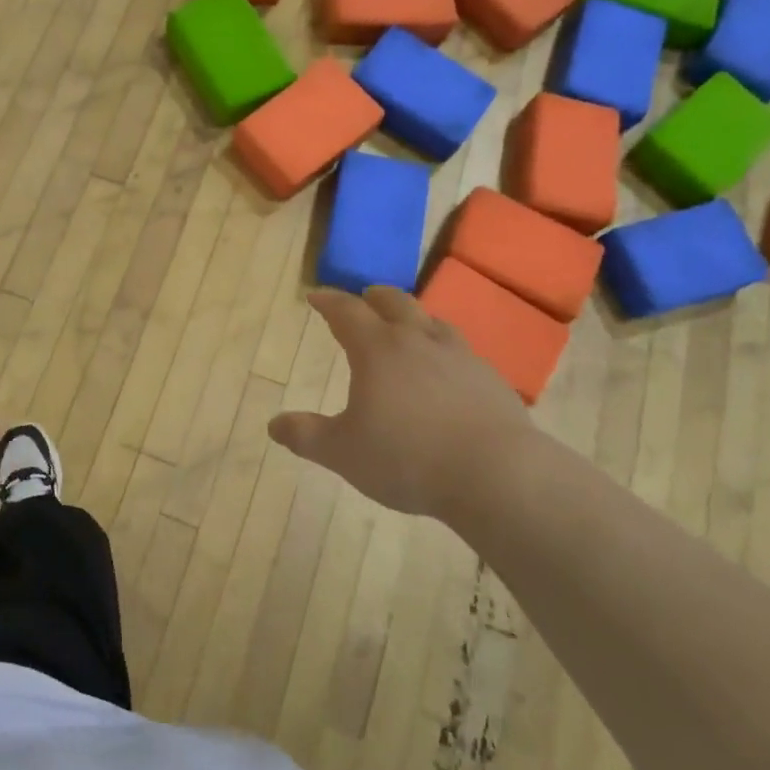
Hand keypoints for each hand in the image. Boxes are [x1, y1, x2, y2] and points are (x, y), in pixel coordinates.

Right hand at [268, 287, 538, 522]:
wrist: (496, 474)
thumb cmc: (406, 458)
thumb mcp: (342, 452)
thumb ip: (306, 435)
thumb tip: (273, 425)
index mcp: (378, 350)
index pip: (347, 312)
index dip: (329, 301)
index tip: (316, 296)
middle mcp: (419, 341)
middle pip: (395, 303)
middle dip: (375, 297)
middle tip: (365, 296)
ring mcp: (460, 357)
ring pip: (433, 322)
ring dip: (414, 317)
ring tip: (408, 326)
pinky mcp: (490, 379)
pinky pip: (460, 351)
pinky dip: (443, 349)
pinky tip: (446, 370)